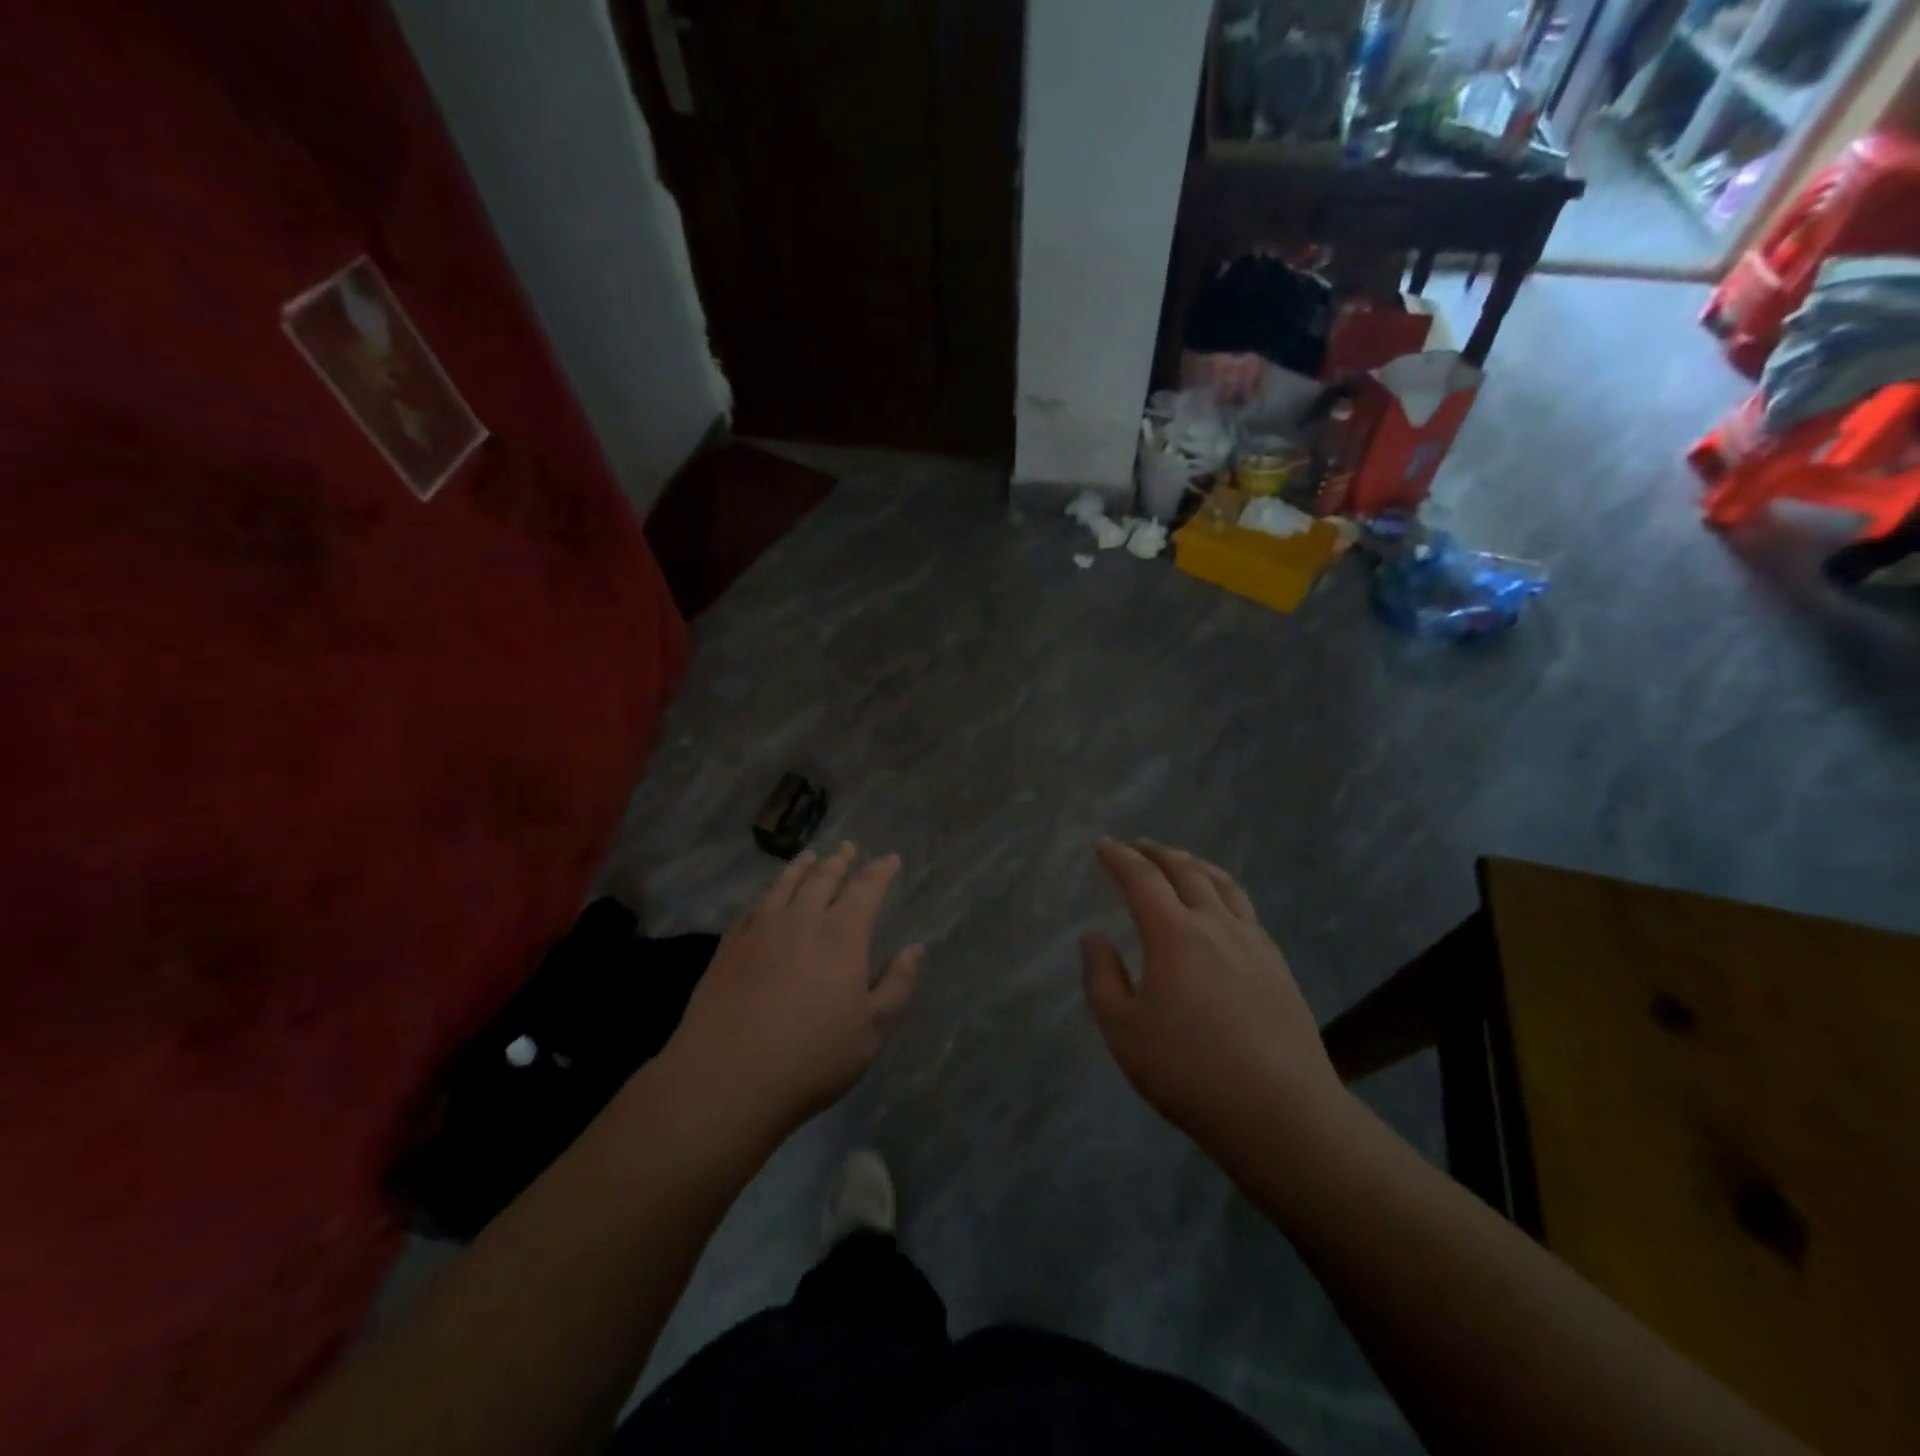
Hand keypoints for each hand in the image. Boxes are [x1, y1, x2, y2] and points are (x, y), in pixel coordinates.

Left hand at [664, 843, 921, 1140]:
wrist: (726, 1079)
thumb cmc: (811, 1059)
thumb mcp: (871, 1031)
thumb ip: (896, 985)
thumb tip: (915, 949)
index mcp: (841, 936)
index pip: (865, 889)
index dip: (879, 871)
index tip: (889, 859)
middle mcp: (801, 920)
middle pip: (823, 878)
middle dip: (840, 861)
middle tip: (848, 848)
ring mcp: (760, 930)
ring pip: (785, 885)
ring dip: (802, 867)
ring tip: (810, 856)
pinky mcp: (729, 946)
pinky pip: (753, 906)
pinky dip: (768, 892)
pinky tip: (768, 895)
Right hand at [1080, 838, 1352, 1168]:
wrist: (1281, 1112)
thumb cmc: (1189, 1072)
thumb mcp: (1124, 1031)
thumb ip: (1102, 978)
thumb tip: (1093, 937)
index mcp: (1174, 935)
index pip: (1142, 879)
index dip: (1120, 858)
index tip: (1103, 845)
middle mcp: (1216, 925)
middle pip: (1186, 871)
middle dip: (1157, 853)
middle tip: (1137, 847)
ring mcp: (1253, 943)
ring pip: (1223, 884)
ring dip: (1195, 864)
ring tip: (1180, 862)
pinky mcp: (1277, 964)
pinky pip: (1246, 909)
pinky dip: (1224, 891)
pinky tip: (1222, 908)